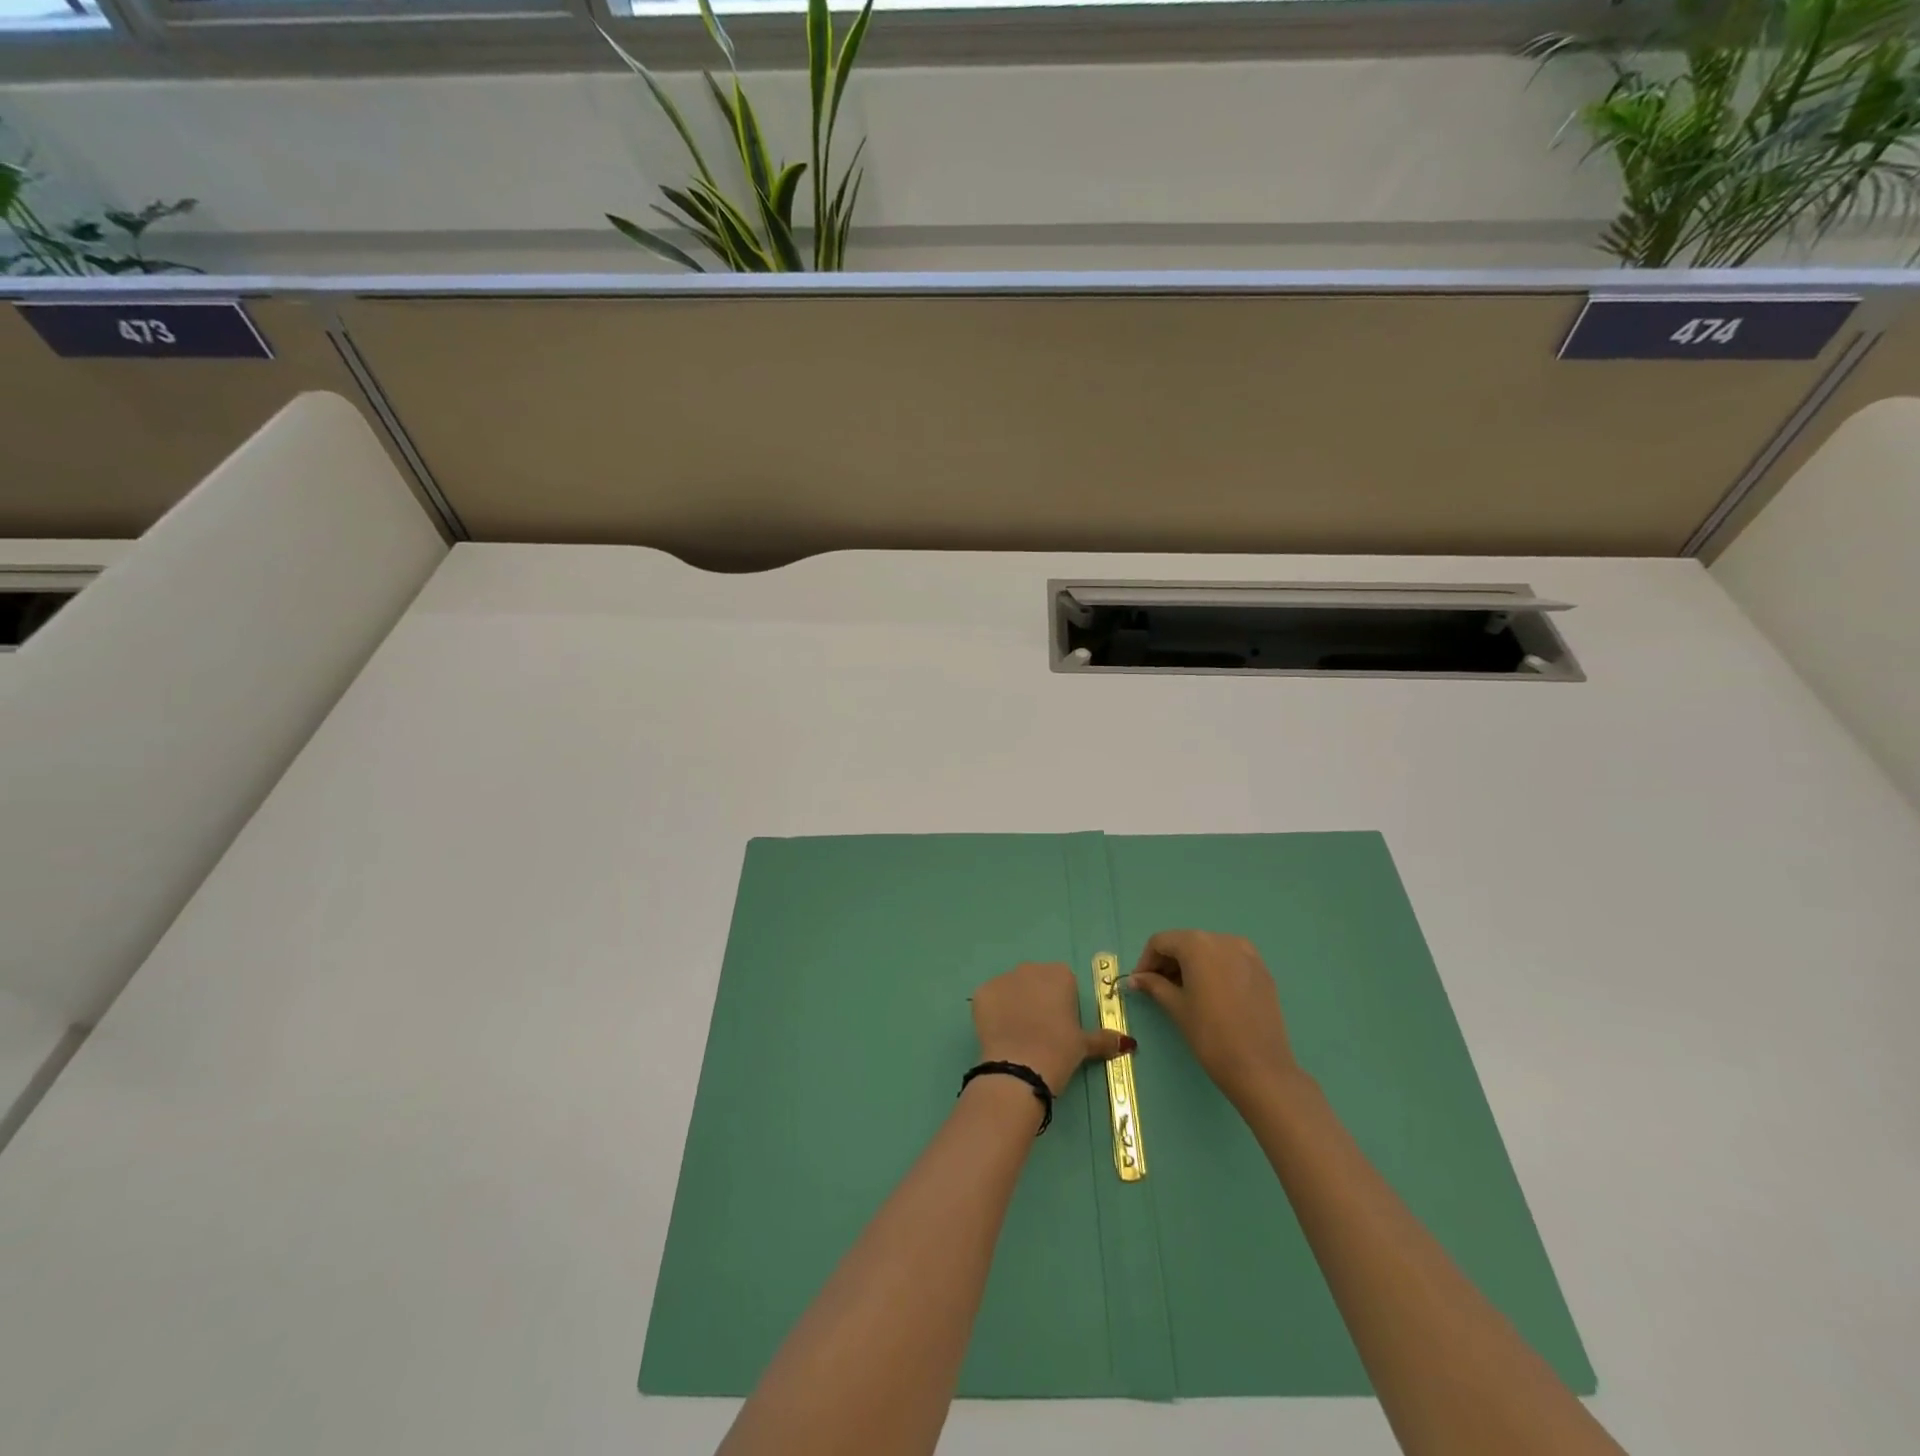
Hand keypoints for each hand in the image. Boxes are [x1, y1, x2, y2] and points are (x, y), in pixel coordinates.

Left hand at [972, 961, 1130, 1095]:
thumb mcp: (1085, 1046)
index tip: (1060, 1026)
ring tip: (1019, 1036)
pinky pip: (991, 999)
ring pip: (1011, 989)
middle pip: (1036, 981)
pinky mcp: (982, 992)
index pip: (1063, 982)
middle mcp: (1030, 968)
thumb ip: (1105, 1039)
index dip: (1062, 1004)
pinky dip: (994, 1013)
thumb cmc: (1059, 1051)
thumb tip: (1128, 1043)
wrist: (1020, 1068)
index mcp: (1059, 974)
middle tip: (1040, 1031)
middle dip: (1037, 1000)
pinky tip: (1000, 1034)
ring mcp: (1003, 978)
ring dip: (1015, 1005)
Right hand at [1125, 930, 1299, 1107]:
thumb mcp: (1176, 1007)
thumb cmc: (1211, 1035)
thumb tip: (1136, 979)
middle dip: (1168, 962)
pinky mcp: (1262, 970)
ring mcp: (1248, 953)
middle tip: (1158, 988)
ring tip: (1183, 992)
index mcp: (1198, 944)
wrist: (1261, 1069)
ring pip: (1208, 950)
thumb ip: (1154, 985)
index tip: (1140, 983)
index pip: (1161, 942)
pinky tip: (1211, 995)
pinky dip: (1213, 970)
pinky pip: (1229, 961)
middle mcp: (1224, 939)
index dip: (1146, 961)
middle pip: (1186, 942)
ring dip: (1191, 965)